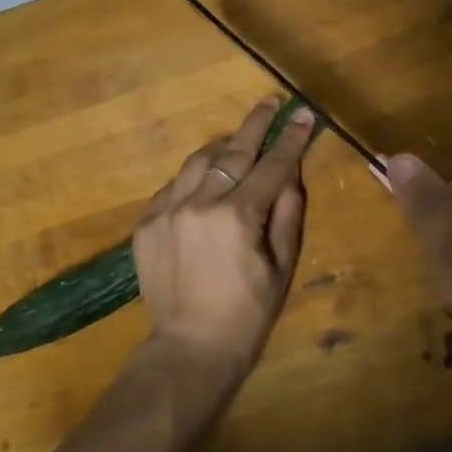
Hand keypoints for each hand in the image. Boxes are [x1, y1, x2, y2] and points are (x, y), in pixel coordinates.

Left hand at [133, 97, 317, 383]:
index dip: (292, 138)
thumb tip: (291, 173)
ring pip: (198, 160)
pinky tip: (207, 180)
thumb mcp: (282, 265)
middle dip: (256, 124)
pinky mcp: (146, 223)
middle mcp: (200, 203)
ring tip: (239, 139)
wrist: (189, 348)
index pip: (273, 165)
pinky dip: (195, 176)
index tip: (304, 114)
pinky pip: (174, 184)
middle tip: (271, 103)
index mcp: (238, 216)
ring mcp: (167, 210)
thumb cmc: (247, 313)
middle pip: (233, 150)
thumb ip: (287, 213)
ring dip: (223, 145)